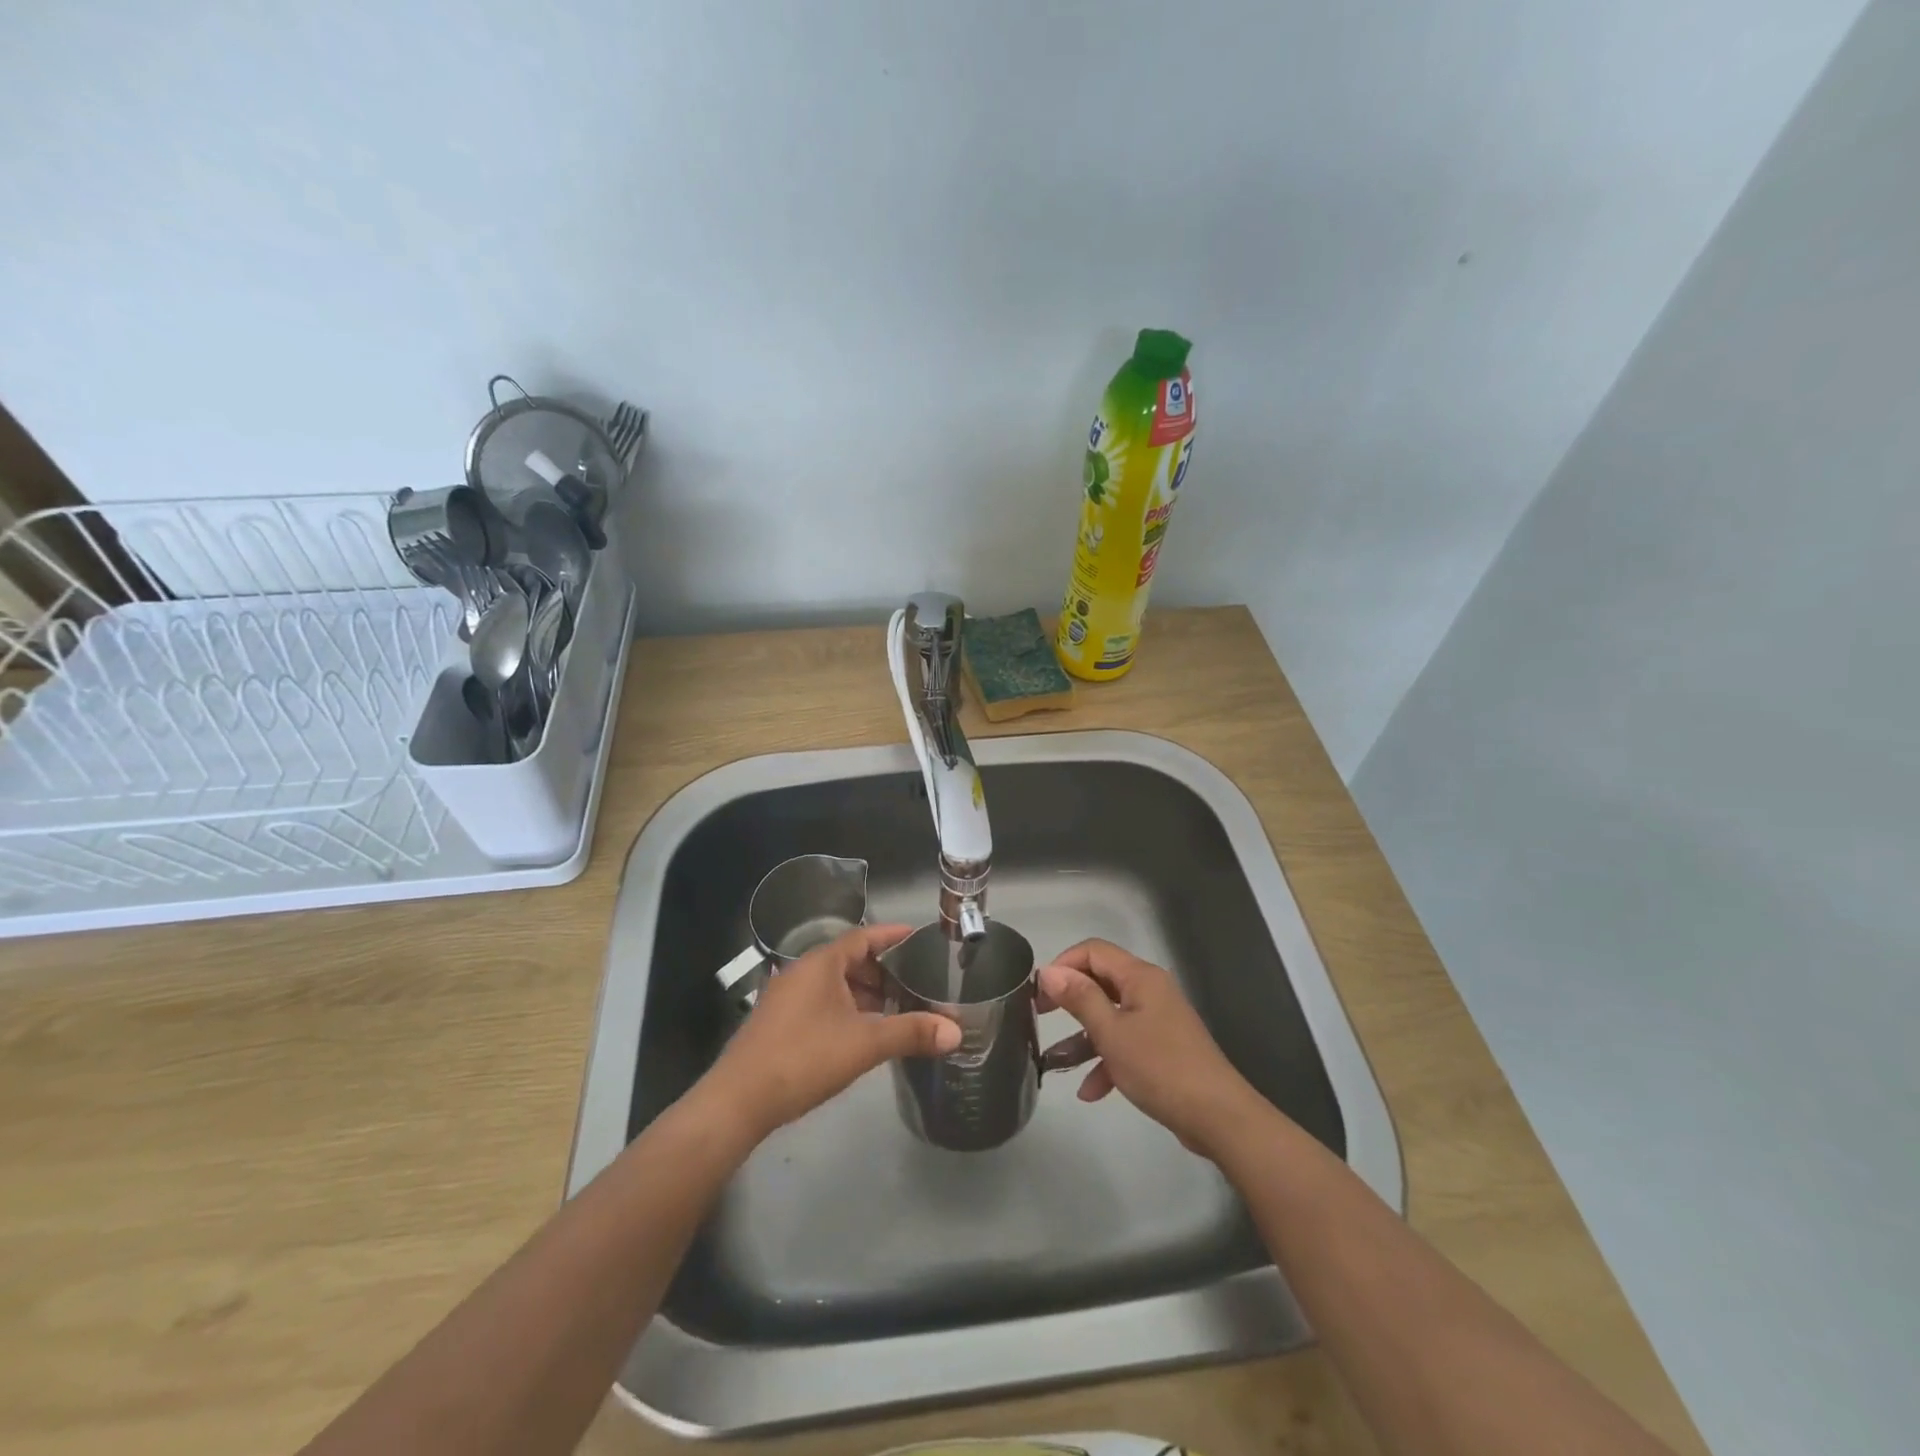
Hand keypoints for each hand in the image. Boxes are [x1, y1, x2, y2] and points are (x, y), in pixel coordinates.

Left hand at [699, 924, 961, 1141]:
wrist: (738, 1100)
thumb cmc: (804, 1057)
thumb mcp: (865, 1044)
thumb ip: (911, 1033)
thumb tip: (956, 1031)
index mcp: (821, 963)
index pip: (863, 936)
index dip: (892, 935)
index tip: (918, 937)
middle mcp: (801, 972)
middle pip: (849, 960)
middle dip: (883, 971)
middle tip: (915, 984)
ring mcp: (786, 998)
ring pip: (834, 984)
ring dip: (864, 994)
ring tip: (895, 1011)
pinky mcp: (778, 1023)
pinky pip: (820, 1003)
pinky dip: (846, 1009)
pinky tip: (860, 1034)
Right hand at [1039, 939, 1261, 1157]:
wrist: (1218, 1117)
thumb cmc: (1160, 1067)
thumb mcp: (1111, 1033)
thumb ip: (1080, 999)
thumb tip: (1049, 971)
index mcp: (1140, 977)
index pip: (1093, 951)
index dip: (1063, 964)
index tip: (1039, 992)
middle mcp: (1150, 991)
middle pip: (1101, 981)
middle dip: (1070, 999)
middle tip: (1040, 1016)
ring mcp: (1158, 1020)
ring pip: (1111, 1016)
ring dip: (1084, 1037)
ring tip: (1055, 1061)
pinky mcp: (1163, 1048)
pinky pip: (1126, 1043)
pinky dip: (1106, 1060)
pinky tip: (1090, 1091)